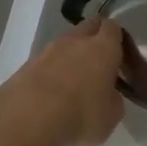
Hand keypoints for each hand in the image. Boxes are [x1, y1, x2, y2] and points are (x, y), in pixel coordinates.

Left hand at [0, 16, 124, 145]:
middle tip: (99, 64)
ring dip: (71, 56)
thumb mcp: (111, 116)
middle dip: (94, 39)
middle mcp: (76, 40)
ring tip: (73, 83)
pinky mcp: (27, 64)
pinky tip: (51, 94)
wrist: (26, 118)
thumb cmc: (80, 114)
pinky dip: (51, 72)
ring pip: (65, 44)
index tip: (120, 57)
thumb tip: (108, 95)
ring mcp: (48, 49)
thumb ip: (114, 100)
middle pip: (88, 27)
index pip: (113, 28)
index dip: (117, 39)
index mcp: (103, 47)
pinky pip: (46, 61)